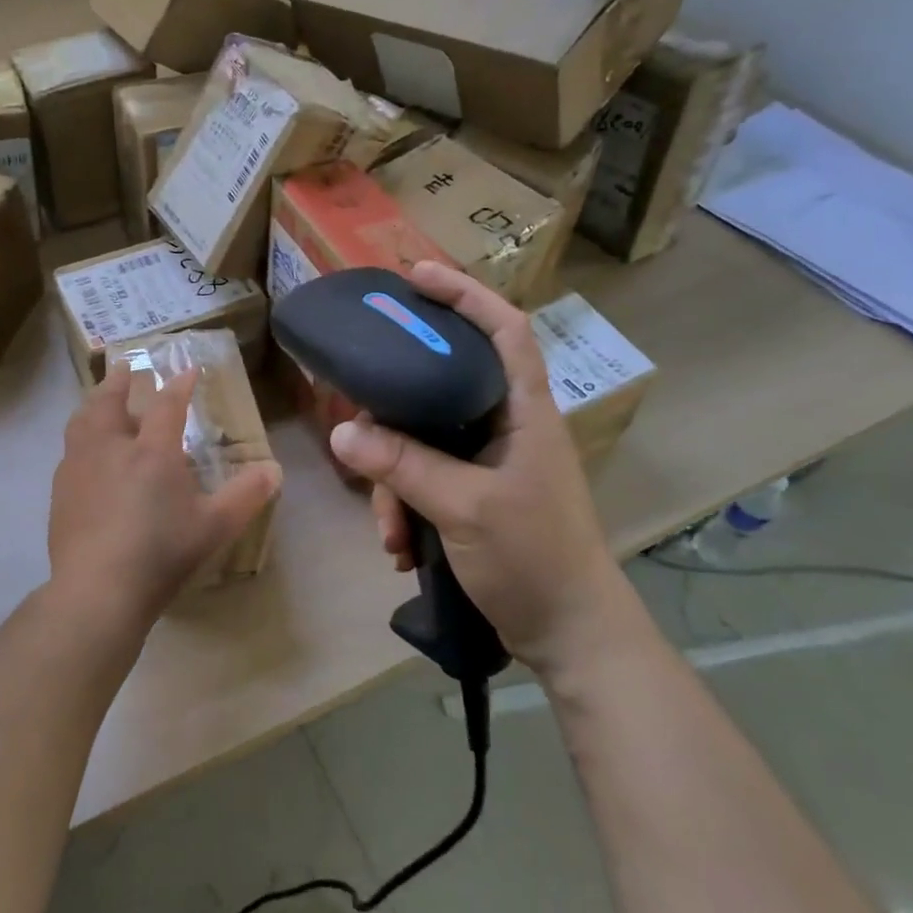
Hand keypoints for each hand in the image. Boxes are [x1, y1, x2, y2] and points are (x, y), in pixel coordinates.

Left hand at [48, 362, 282, 619]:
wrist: (98, 589)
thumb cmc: (161, 553)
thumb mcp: (215, 527)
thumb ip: (246, 495)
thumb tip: (275, 470)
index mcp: (152, 452)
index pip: (167, 404)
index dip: (180, 385)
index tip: (188, 370)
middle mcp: (111, 448)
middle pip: (110, 401)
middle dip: (120, 381)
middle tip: (125, 366)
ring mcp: (79, 468)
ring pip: (82, 421)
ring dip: (93, 403)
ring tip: (98, 399)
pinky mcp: (60, 492)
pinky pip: (69, 451)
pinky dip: (79, 438)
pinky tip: (82, 453)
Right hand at [328, 261, 624, 670]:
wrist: (569, 636)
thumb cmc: (535, 558)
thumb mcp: (466, 508)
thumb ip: (405, 466)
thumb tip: (343, 433)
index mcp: (522, 411)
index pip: (503, 329)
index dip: (465, 294)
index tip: (415, 276)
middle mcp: (503, 426)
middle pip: (439, 387)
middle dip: (394, 415)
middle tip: (357, 420)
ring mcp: (486, 463)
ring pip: (421, 443)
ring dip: (394, 483)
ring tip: (390, 531)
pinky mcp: (471, 496)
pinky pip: (422, 482)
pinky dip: (405, 508)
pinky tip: (400, 547)